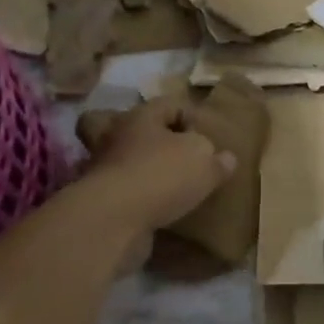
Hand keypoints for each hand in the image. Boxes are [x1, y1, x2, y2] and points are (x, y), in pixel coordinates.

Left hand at [76, 99, 234, 256]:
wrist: (115, 220)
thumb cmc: (162, 176)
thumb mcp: (205, 162)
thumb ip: (216, 159)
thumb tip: (225, 158)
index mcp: (141, 117)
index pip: (167, 104)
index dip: (189, 115)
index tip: (205, 137)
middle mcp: (115, 137)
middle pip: (119, 124)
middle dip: (139, 135)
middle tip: (164, 150)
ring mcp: (102, 170)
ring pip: (117, 160)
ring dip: (137, 170)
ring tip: (165, 185)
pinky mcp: (99, 201)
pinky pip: (119, 192)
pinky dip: (135, 199)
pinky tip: (157, 210)